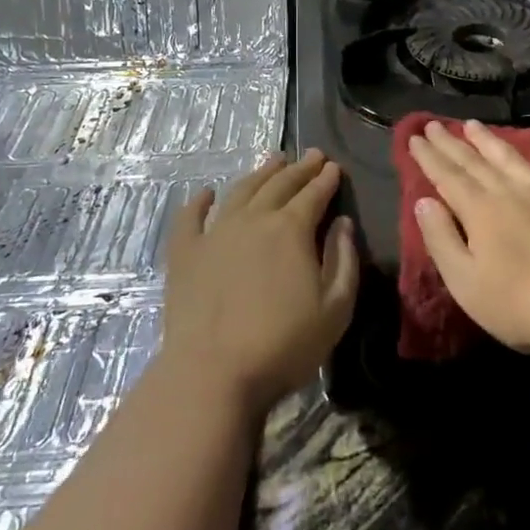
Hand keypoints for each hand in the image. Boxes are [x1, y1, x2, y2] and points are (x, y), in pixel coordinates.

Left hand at [162, 149, 357, 413]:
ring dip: (259, 174)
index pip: (314, 194)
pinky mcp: (185, 254)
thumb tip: (342, 223)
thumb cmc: (284, 345)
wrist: (212, 373)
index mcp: (292, 230)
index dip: (326, 179)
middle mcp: (253, 220)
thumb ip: (343, 260)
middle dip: (299, 168)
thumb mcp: (336, 309)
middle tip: (312, 155)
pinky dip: (199, 201)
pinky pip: (190, 218)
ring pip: (240, 191)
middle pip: (279, 185)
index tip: (334, 167)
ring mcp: (215, 233)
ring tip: (273, 161)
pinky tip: (207, 193)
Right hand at [407, 120, 529, 360]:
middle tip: (434, 124)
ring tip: (474, 124)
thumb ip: (441, 239)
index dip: (429, 157)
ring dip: (491, 140)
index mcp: (481, 211)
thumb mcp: (465, 282)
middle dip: (452, 143)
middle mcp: (512, 192)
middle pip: (476, 162)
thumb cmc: (520, 305)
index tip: (414, 138)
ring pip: (514, 158)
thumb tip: (423, 202)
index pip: (448, 176)